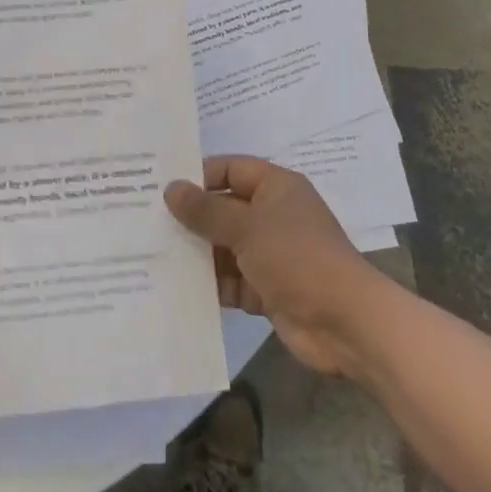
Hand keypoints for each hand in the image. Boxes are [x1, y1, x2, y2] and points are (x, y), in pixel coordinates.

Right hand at [166, 157, 385, 378]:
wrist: (344, 322)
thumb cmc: (296, 257)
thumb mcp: (247, 227)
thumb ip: (206, 210)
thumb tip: (171, 188)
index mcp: (276, 188)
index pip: (232, 170)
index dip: (200, 176)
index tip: (162, 188)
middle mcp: (273, 216)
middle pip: (225, 209)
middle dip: (192, 218)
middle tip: (147, 223)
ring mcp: (271, 255)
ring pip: (225, 247)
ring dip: (198, 254)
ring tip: (153, 255)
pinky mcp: (267, 290)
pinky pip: (231, 281)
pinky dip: (210, 285)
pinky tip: (175, 288)